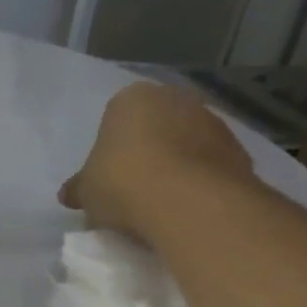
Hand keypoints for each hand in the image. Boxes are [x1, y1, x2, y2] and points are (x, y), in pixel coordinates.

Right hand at [60, 82, 252, 239]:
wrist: (187, 201)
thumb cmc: (122, 183)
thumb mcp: (87, 191)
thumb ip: (80, 188)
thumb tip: (69, 193)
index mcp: (131, 99)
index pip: (115, 120)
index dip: (110, 152)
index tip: (107, 179)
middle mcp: (175, 98)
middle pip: (155, 127)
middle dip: (146, 153)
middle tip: (132, 190)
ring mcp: (211, 121)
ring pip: (185, 145)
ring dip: (176, 167)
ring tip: (161, 204)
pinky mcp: (237, 150)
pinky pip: (209, 166)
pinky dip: (199, 182)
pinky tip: (186, 208)